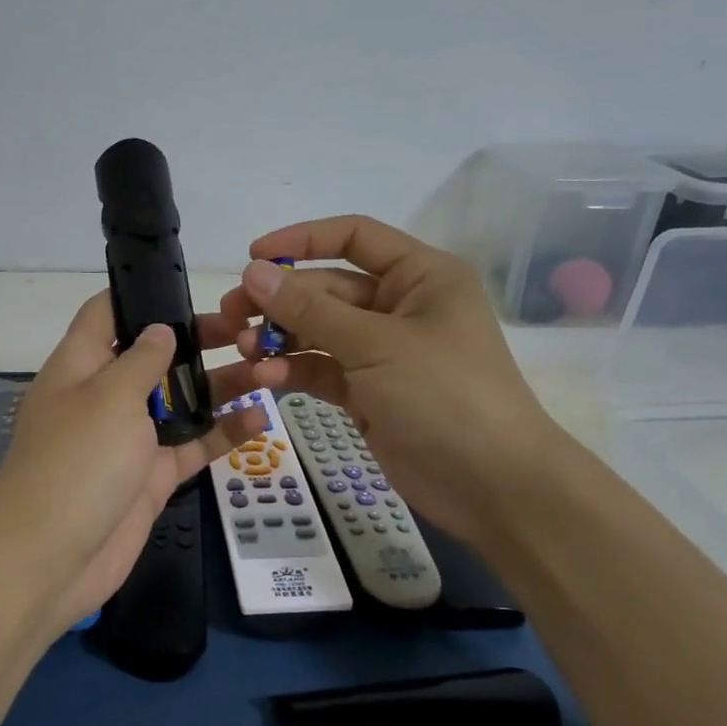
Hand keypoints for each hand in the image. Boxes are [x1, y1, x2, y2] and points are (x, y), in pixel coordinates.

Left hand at [0, 294, 265, 635]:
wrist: (52, 559)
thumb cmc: (77, 461)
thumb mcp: (109, 396)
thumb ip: (141, 359)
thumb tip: (160, 329)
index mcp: (80, 365)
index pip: (105, 314)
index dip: (140, 295)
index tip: (186, 286)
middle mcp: (105, 395)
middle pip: (153, 356)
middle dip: (196, 340)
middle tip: (247, 329)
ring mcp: (130, 437)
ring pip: (180, 400)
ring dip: (220, 385)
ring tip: (269, 366)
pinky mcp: (151, 475)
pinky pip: (192, 445)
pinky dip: (224, 432)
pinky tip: (262, 416)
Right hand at [215, 215, 561, 545]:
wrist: (493, 487)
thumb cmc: (444, 395)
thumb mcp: (374, 344)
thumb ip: (309, 309)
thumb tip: (253, 272)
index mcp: (420, 276)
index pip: (354, 238)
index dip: (301, 241)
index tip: (253, 258)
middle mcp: (400, 306)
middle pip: (327, 288)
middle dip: (281, 300)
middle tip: (233, 314)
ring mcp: (383, 351)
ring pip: (318, 331)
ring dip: (281, 337)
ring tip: (247, 349)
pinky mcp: (368, 391)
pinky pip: (322, 368)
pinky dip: (295, 369)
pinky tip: (268, 378)